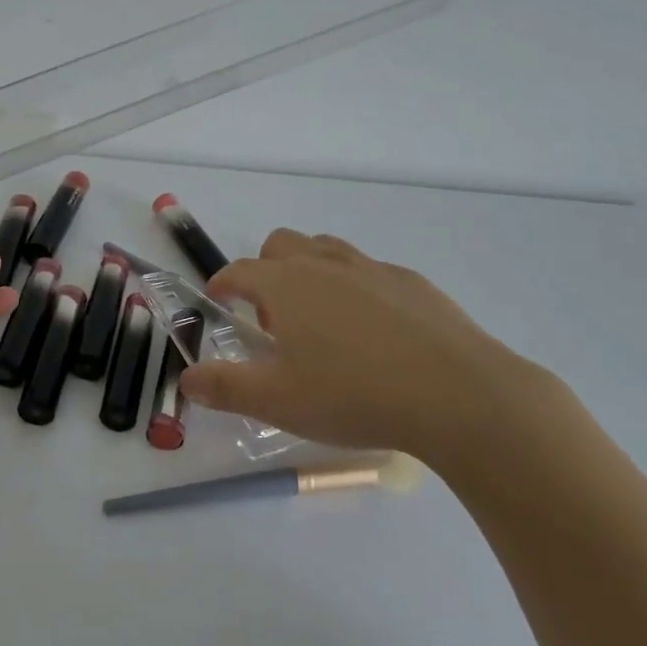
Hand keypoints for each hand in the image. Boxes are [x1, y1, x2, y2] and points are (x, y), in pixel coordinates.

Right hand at [181, 228, 550, 470]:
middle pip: (280, 244)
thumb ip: (225, 387)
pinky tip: (374, 333)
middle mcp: (324, 264)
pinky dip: (356, 288)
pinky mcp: (412, 283)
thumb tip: (188, 377)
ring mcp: (372, 268)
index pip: (238, 271)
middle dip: (265, 270)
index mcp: (285, 284)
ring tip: (320, 320)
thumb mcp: (278, 401)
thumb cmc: (354, 394)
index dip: (222, 285)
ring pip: (326, 249)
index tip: (217, 303)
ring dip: (310, 271)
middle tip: (272, 318)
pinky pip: (369, 271)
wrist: (459, 394)